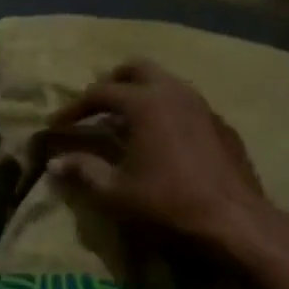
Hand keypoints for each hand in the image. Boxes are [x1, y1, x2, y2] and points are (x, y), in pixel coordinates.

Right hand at [46, 59, 273, 255]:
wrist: (233, 219)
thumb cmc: (167, 201)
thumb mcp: (115, 190)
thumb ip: (83, 170)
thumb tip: (55, 163)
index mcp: (145, 102)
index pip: (100, 92)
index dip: (74, 107)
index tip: (57, 124)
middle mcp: (174, 92)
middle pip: (137, 69)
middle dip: (112, 83)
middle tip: (95, 107)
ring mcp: (202, 106)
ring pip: (165, 83)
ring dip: (140, 95)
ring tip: (124, 123)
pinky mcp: (220, 124)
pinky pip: (185, 105)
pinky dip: (165, 112)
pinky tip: (160, 141)